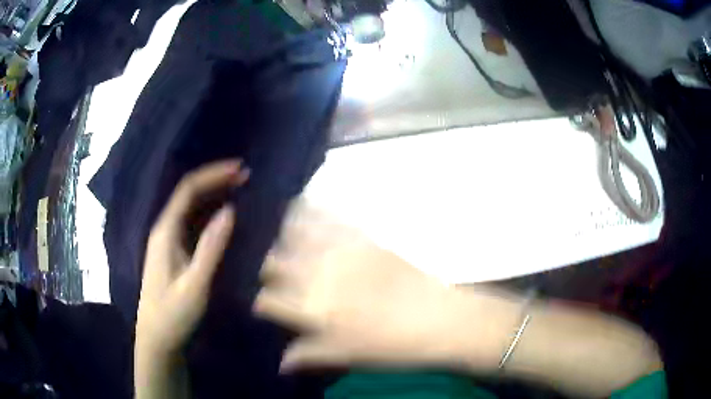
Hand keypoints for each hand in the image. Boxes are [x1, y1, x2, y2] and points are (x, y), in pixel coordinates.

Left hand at [135, 160, 248, 358]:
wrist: (156, 339)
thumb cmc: (173, 315)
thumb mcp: (195, 285)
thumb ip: (210, 248)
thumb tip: (229, 211)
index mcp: (165, 232)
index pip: (188, 190)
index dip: (213, 175)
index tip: (240, 169)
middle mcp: (164, 230)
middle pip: (188, 194)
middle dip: (215, 181)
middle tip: (245, 176)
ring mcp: (167, 241)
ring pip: (190, 208)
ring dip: (213, 195)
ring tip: (239, 189)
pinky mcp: (173, 253)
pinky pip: (191, 224)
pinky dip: (209, 213)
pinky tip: (223, 217)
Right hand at [253, 198, 466, 370]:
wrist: (437, 319)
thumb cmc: (391, 346)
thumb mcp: (345, 356)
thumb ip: (308, 354)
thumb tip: (280, 363)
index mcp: (311, 310)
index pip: (267, 299)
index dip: (262, 300)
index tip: (265, 302)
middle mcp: (317, 276)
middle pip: (274, 263)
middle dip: (269, 268)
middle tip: (275, 273)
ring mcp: (339, 252)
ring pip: (293, 233)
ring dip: (282, 235)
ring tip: (281, 236)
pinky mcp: (361, 236)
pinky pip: (327, 216)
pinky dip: (309, 209)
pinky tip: (301, 204)